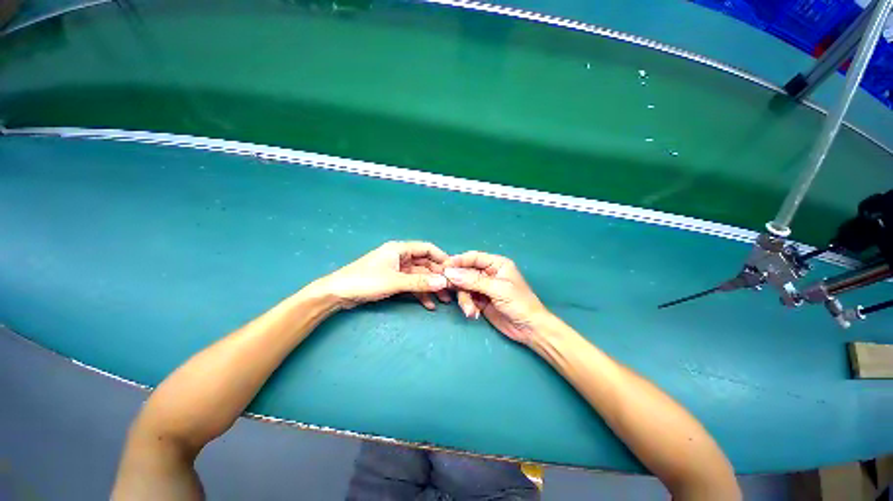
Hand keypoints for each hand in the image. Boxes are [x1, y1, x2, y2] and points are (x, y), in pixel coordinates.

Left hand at [315, 241, 450, 309]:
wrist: (338, 293)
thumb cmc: (366, 281)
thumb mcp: (395, 281)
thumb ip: (420, 282)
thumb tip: (444, 282)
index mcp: (400, 249)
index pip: (427, 249)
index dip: (441, 258)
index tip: (453, 270)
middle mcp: (400, 257)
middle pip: (425, 264)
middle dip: (437, 277)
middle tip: (451, 289)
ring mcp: (397, 270)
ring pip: (419, 276)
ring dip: (430, 287)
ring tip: (444, 300)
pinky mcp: (393, 281)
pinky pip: (411, 285)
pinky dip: (419, 293)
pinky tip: (429, 304)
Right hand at [443, 251, 550, 344]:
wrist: (529, 329)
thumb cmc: (519, 304)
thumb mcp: (497, 289)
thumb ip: (474, 281)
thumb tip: (450, 272)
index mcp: (497, 264)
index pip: (474, 257)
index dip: (458, 260)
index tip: (444, 267)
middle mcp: (488, 273)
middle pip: (466, 272)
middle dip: (459, 283)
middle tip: (448, 289)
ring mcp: (483, 287)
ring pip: (464, 287)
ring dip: (464, 299)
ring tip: (470, 310)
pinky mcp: (480, 300)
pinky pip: (466, 298)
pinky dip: (467, 305)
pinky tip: (473, 313)